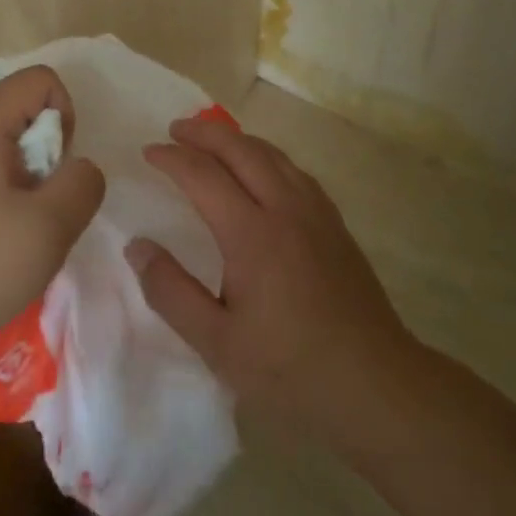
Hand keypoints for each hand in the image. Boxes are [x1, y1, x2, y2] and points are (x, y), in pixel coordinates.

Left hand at [0, 65, 105, 348]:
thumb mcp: (49, 226)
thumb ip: (82, 182)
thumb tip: (80, 168)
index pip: (42, 81)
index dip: (66, 118)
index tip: (56, 170)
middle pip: (25, 105)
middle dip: (49, 148)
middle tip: (41, 200)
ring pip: (11, 135)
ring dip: (31, 170)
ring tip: (24, 217)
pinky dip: (9, 182)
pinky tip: (3, 225)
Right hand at [125, 117, 415, 453]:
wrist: (377, 385)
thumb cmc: (291, 369)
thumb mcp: (218, 344)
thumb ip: (172, 292)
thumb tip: (138, 247)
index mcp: (252, 233)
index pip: (203, 175)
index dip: (172, 158)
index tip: (148, 151)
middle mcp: (285, 208)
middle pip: (241, 149)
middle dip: (204, 133)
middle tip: (175, 129)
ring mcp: (316, 213)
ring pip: (272, 154)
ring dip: (237, 139)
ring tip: (213, 140)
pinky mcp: (335, 224)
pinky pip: (295, 170)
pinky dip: (267, 156)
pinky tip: (263, 170)